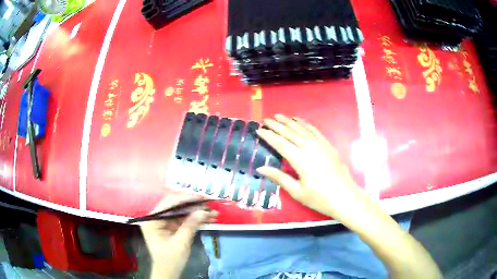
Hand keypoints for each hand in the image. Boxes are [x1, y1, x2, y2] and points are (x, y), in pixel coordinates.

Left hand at [139, 191, 216, 278]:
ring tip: (214, 213)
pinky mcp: (171, 226)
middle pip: (176, 205)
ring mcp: (164, 222)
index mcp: (152, 220)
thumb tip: (202, 211)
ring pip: (182, 212)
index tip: (202, 197)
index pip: (169, 203)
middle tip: (209, 203)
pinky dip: (196, 219)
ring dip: (197, 212)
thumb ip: (190, 225)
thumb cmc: (170, 259)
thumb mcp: (180, 243)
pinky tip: (209, 219)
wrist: (168, 272)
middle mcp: (157, 217)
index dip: (186, 198)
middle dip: (194, 205)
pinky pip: (184, 219)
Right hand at [256, 114, 369, 223]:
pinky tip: (299, 121)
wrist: (345, 197)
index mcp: (300, 160)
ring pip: (302, 129)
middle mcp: (310, 148)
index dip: (269, 136)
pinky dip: (305, 124)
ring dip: (290, 122)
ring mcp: (321, 145)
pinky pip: (315, 131)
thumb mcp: (297, 192)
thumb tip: (261, 168)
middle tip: (266, 120)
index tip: (259, 130)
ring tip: (279, 116)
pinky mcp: (328, 145)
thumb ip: (279, 177)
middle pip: (290, 133)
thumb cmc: (319, 198)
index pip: (280, 144)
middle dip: (277, 126)